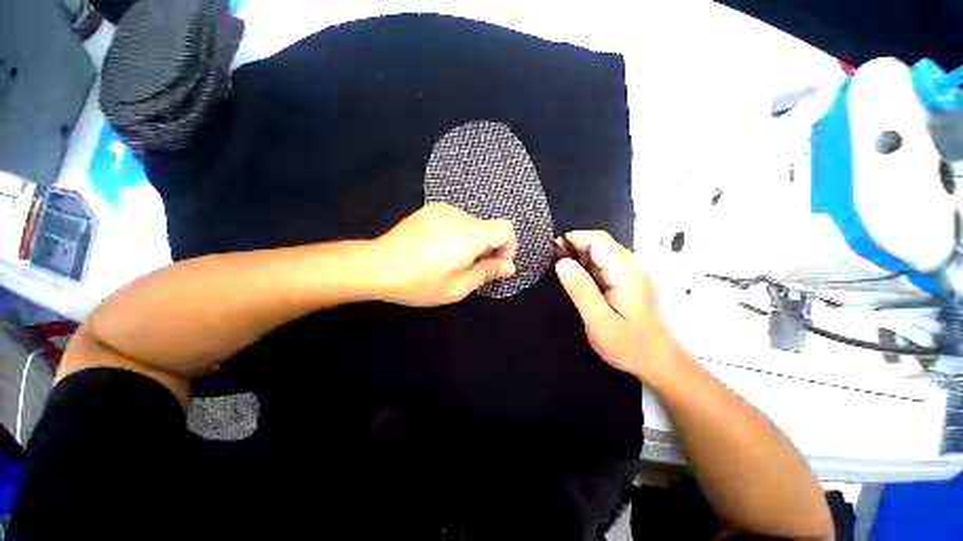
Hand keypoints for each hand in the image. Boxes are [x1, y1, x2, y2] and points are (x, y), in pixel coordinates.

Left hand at [373, 203, 517, 306]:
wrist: (376, 265)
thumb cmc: (420, 282)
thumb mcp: (458, 286)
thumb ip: (488, 272)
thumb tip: (510, 266)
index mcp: (471, 234)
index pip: (506, 228)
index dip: (508, 246)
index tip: (496, 264)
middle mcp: (459, 215)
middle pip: (488, 227)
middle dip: (488, 248)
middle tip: (470, 269)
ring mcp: (441, 210)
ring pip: (471, 225)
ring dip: (471, 242)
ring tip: (450, 260)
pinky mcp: (428, 211)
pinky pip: (454, 221)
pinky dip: (456, 234)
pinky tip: (436, 249)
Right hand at [554, 231, 680, 382]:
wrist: (657, 362)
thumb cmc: (628, 345)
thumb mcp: (599, 321)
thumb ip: (581, 290)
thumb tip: (561, 263)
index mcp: (625, 272)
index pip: (597, 240)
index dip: (573, 239)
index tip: (550, 251)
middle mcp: (630, 266)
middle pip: (599, 243)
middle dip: (573, 247)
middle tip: (551, 263)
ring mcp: (630, 273)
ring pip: (600, 252)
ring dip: (578, 256)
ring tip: (559, 271)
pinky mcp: (626, 281)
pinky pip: (603, 264)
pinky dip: (586, 266)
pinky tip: (576, 280)